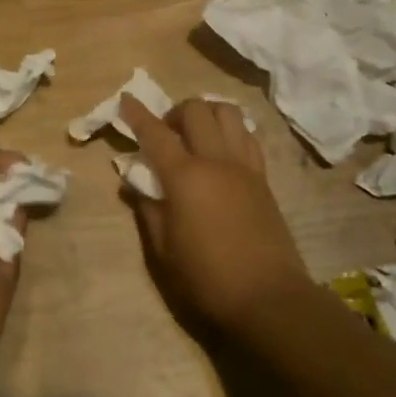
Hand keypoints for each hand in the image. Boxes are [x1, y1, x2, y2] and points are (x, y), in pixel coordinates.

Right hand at [118, 95, 311, 335]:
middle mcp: (215, 160)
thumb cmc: (207, 278)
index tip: (126, 98)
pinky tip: (222, 150)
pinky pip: (247, 137)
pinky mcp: (263, 178)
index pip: (155, 133)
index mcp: (185, 177)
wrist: (269, 298)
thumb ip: (148, 209)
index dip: (137, 114)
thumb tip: (135, 183)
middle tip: (165, 133)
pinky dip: (231, 131)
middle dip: (174, 112)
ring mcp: (244, 166)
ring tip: (196, 135)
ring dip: (207, 114)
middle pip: (195, 110)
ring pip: (228, 113)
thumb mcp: (163, 250)